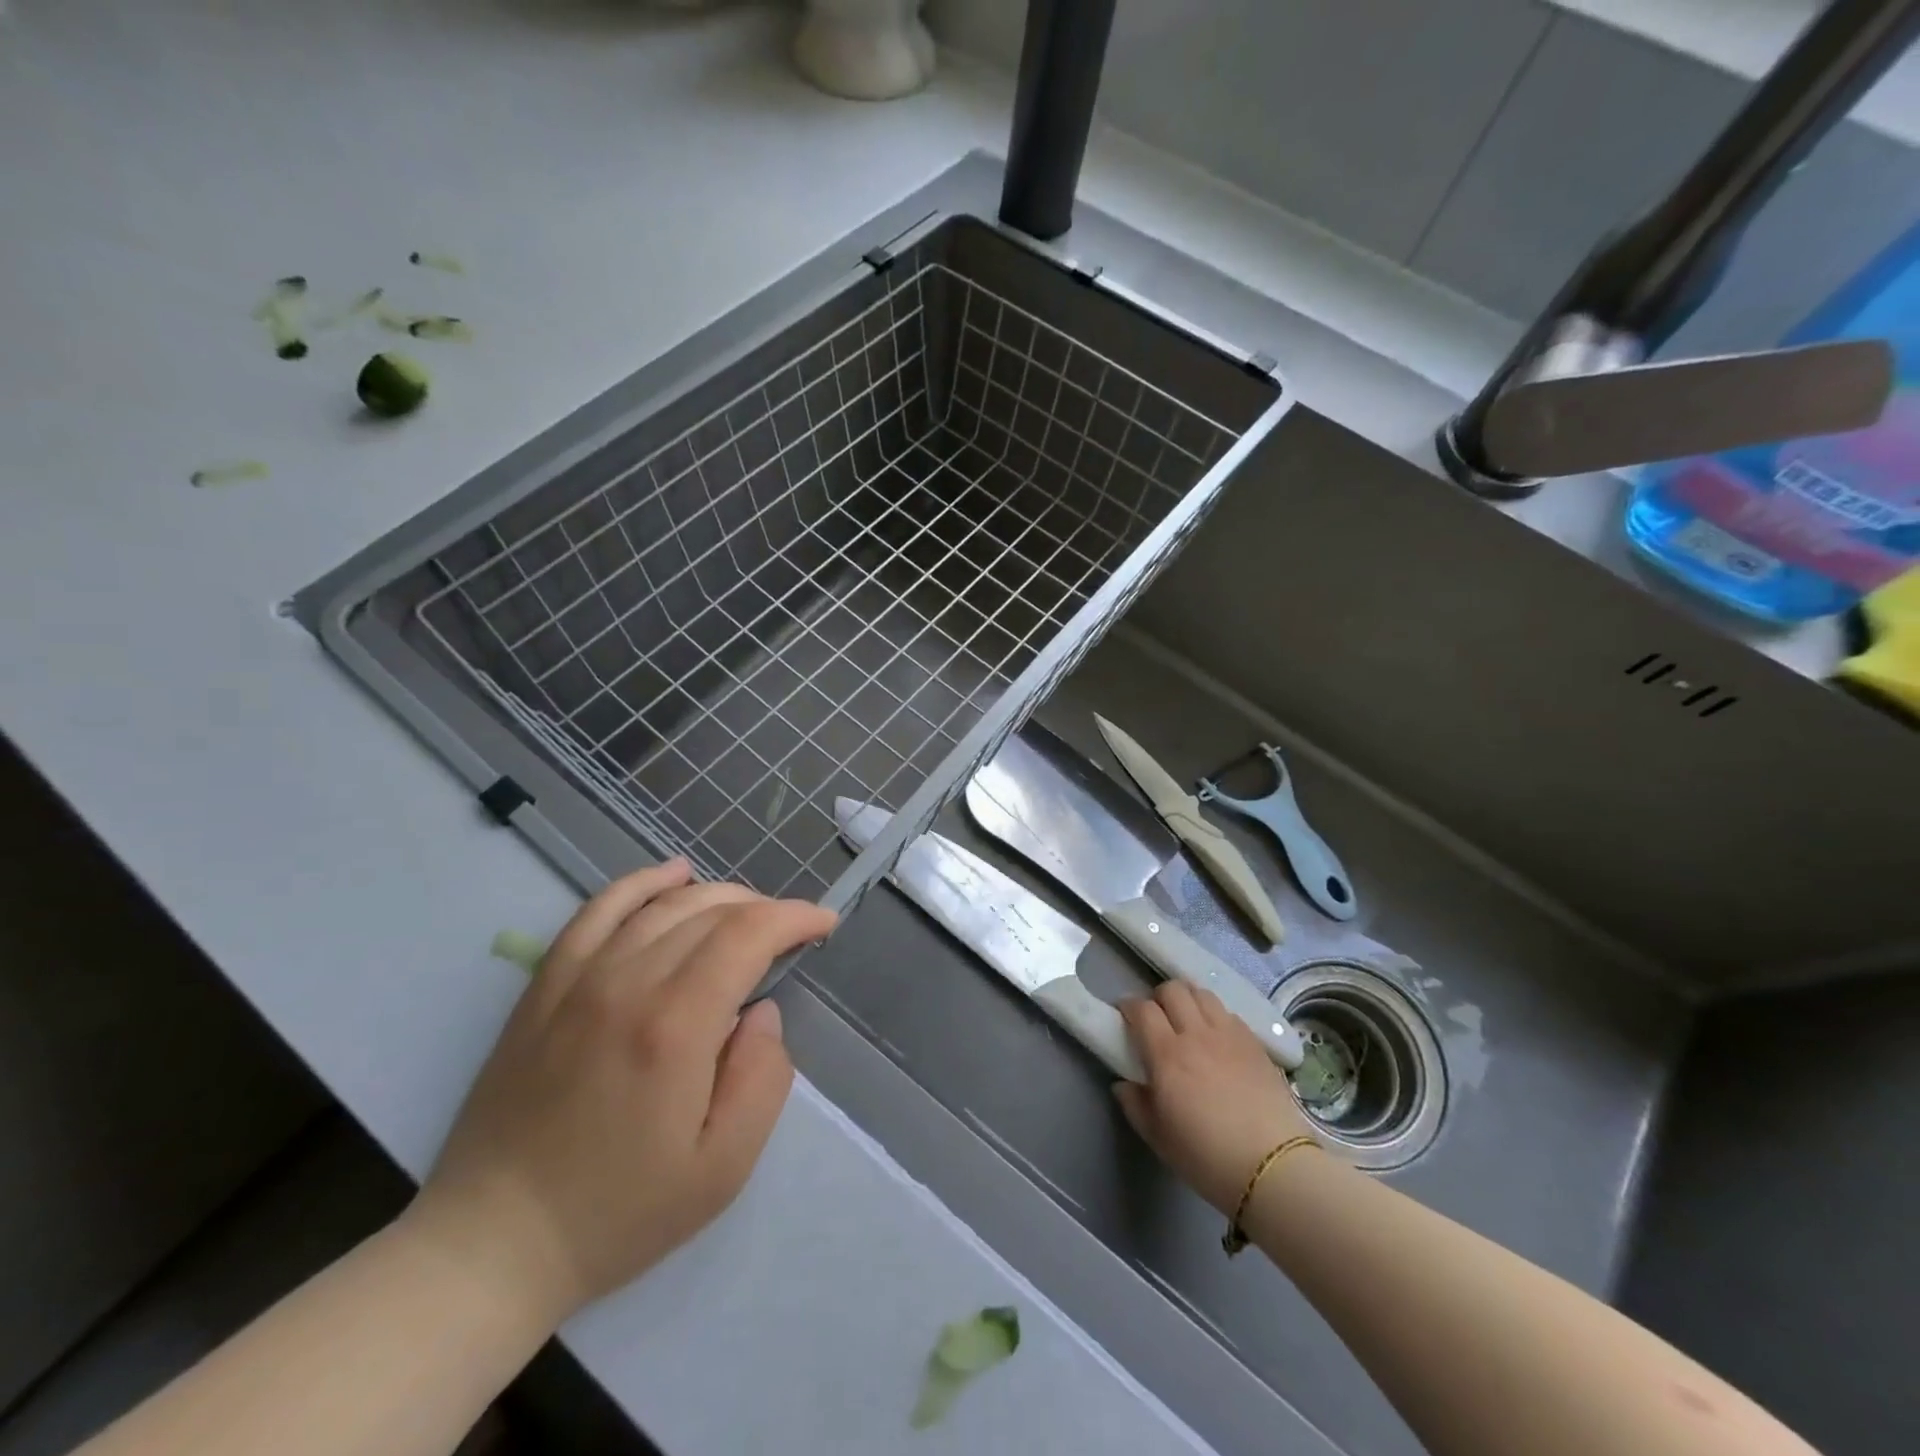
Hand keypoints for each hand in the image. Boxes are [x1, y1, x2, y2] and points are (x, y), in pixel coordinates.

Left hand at [406, 861, 836, 1326]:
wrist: (493, 1243)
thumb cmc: (618, 1213)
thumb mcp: (721, 1169)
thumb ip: (762, 1079)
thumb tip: (764, 1013)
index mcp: (675, 1026)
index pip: (748, 935)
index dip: (794, 918)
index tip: (824, 924)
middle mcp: (627, 983)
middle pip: (711, 912)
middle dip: (765, 909)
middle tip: (790, 933)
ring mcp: (579, 978)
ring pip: (664, 904)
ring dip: (718, 896)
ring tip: (747, 912)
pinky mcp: (546, 985)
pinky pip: (598, 910)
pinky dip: (642, 882)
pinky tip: (673, 873)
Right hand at [1113, 981, 1317, 1214]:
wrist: (1272, 1168)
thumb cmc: (1207, 1157)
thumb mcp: (1159, 1138)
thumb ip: (1135, 1105)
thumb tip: (1123, 1084)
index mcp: (1167, 1054)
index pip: (1143, 1009)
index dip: (1129, 1006)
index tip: (1125, 1015)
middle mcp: (1196, 1034)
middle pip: (1173, 990)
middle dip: (1158, 997)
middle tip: (1156, 1018)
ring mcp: (1229, 1035)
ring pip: (1202, 994)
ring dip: (1188, 999)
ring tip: (1187, 1019)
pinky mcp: (1255, 1043)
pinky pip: (1229, 1013)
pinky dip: (1215, 1015)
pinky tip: (1216, 1037)